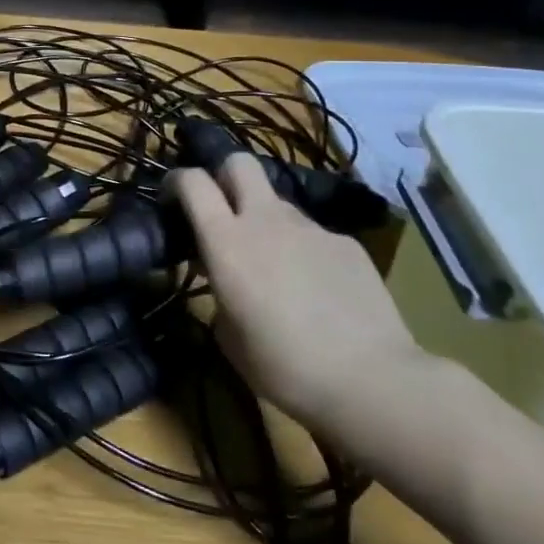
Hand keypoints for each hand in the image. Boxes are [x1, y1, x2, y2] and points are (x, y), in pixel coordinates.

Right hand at [169, 154, 421, 433]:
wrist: (372, 380)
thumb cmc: (284, 366)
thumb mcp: (228, 336)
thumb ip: (219, 292)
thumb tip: (225, 279)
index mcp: (226, 241)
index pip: (193, 181)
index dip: (177, 181)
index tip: (172, 199)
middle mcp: (266, 221)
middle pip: (239, 163)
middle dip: (224, 175)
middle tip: (222, 209)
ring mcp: (310, 228)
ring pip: (278, 204)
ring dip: (266, 222)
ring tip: (275, 267)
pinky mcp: (346, 243)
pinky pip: (313, 236)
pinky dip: (304, 252)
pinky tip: (317, 290)